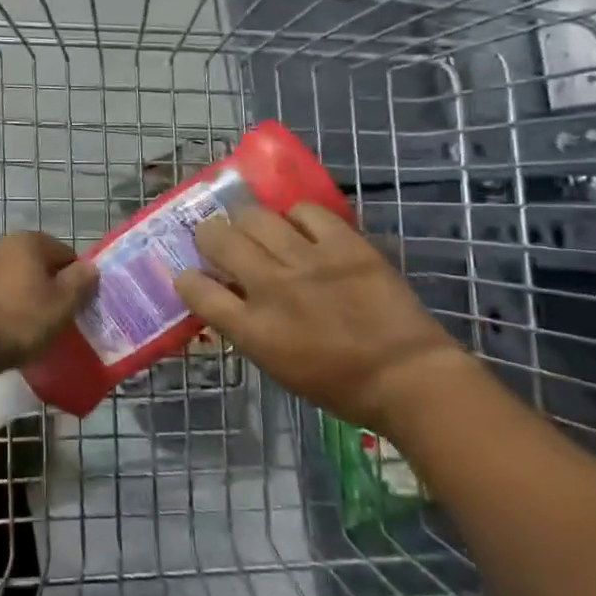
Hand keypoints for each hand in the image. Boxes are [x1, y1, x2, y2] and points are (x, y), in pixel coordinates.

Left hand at [0, 232, 96, 380]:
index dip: (74, 279)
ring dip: (18, 292)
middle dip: (44, 284)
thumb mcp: (62, 305)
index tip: (75, 305)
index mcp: (27, 241)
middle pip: (33, 262)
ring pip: (8, 275)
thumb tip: (90, 267)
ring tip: (23, 324)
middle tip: (52, 315)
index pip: (64, 253)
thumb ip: (80, 282)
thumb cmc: (18, 322)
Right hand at [172, 205, 472, 434]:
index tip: (191, 276)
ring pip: (255, 216)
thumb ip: (244, 325)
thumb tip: (225, 294)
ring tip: (257, 228)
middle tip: (218, 240)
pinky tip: (299, 228)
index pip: (196, 289)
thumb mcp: (275, 364)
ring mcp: (308, 261)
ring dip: (247, 221)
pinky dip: (295, 217)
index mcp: (252, 329)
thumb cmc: (339, 384)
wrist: (409, 377)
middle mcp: (271, 287)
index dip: (187, 278)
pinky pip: (304, 211)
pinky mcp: (343, 244)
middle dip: (208, 235)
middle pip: (217, 239)